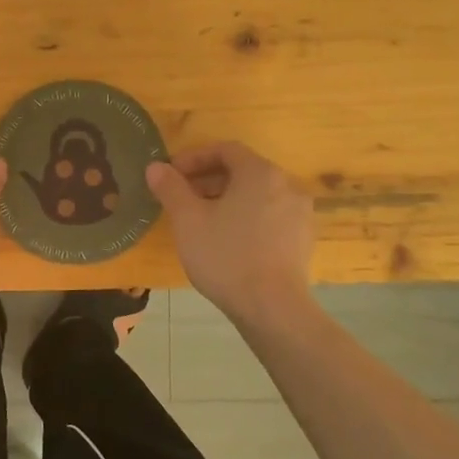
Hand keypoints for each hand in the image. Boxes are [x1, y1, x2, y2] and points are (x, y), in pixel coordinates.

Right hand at [146, 142, 312, 320]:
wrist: (272, 308)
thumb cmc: (226, 256)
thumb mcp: (188, 220)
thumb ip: (171, 188)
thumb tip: (156, 167)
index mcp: (260, 173)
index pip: (225, 150)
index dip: (194, 158)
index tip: (171, 175)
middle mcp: (287, 185)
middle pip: (243, 171)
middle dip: (208, 179)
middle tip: (181, 198)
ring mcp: (300, 214)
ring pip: (256, 194)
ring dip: (226, 199)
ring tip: (201, 220)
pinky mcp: (302, 239)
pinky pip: (269, 215)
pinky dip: (246, 217)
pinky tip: (227, 241)